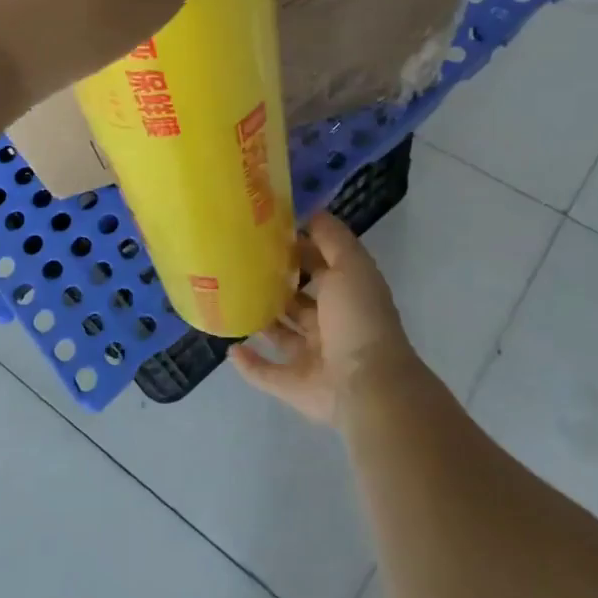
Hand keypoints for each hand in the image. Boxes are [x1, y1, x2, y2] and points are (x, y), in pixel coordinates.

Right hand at [231, 212, 422, 425]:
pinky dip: (249, 362)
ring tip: (230, 299)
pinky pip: (266, 373)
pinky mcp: (294, 385)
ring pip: (282, 334)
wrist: (368, 385)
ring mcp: (312, 357)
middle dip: (275, 284)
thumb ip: (330, 238)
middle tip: (239, 263)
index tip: (265, 232)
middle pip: (299, 300)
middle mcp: (330, 324)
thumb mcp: (350, 264)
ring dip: (261, 320)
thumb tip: (310, 212)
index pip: (319, 265)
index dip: (298, 248)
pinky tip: (230, 347)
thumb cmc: (358, 317)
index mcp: (346, 294)